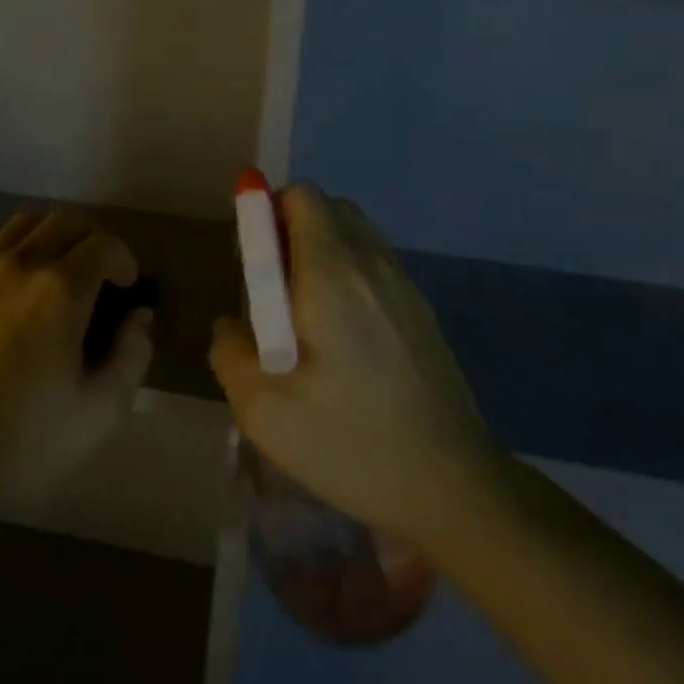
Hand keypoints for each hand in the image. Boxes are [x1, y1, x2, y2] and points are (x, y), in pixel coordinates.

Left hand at [0, 210, 153, 512]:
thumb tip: (140, 315)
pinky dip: (9, 251)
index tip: (125, 285)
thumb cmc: (22, 439)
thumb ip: (133, 355)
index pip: (104, 245)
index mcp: (60, 290)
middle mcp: (19, 264)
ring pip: (23, 224)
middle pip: (64, 221)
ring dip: (49, 238)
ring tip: (53, 272)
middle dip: (90, 240)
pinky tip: (9, 285)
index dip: (123, 259)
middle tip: (95, 273)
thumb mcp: (99, 411)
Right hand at [210, 185, 497, 546]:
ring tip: (305, 318)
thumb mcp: (264, 410)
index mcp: (332, 273)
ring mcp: (405, 286)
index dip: (267, 213)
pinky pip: (376, 266)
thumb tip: (231, 325)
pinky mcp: (422, 312)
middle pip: (329, 210)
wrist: (454, 486)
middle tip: (272, 292)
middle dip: (290, 231)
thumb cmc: (351, 443)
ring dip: (321, 253)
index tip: (253, 264)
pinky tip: (343, 340)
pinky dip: (349, 275)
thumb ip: (230, 352)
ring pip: (356, 236)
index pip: (302, 198)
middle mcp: (372, 264)